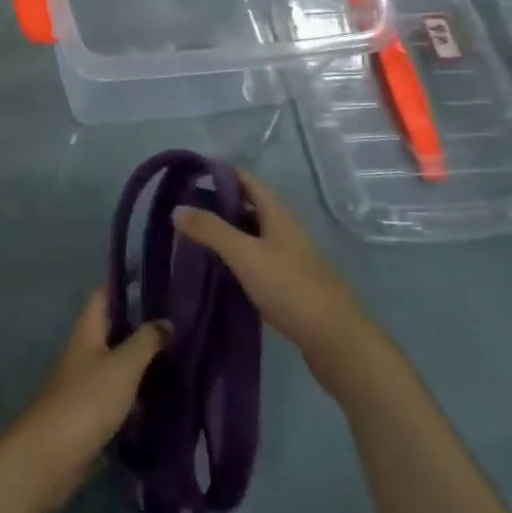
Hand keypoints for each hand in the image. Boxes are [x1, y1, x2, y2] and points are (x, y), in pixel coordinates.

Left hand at [0, 289, 167, 512]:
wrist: (50, 457)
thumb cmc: (86, 401)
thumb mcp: (122, 367)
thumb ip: (145, 342)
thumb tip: (166, 321)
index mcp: (87, 332)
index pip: (104, 295)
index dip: (127, 285)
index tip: (159, 283)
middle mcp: (85, 352)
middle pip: (115, 331)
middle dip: (144, 329)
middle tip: (182, 327)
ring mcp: (86, 385)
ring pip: (119, 366)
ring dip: (144, 365)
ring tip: (182, 363)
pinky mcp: (91, 416)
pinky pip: (119, 398)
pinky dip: (138, 398)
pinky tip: (164, 403)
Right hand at [174, 170, 369, 355]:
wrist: (334, 339)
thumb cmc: (290, 287)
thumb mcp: (245, 254)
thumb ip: (211, 230)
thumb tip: (177, 208)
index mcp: (277, 212)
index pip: (244, 179)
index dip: (217, 173)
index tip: (185, 177)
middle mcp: (283, 228)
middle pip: (246, 205)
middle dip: (215, 204)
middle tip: (181, 210)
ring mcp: (286, 256)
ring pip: (249, 234)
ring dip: (223, 232)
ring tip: (190, 237)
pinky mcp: (286, 282)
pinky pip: (253, 259)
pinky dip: (232, 257)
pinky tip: (213, 268)